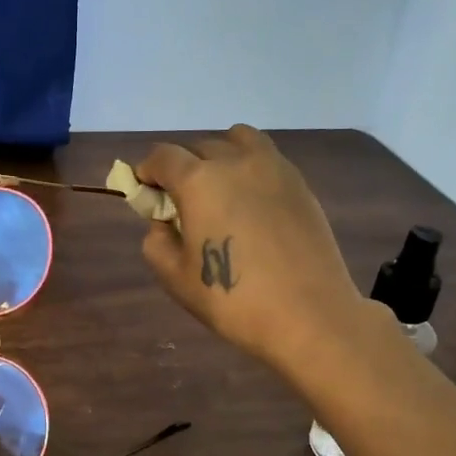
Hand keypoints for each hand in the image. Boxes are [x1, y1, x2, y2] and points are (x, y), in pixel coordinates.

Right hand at [138, 126, 365, 371]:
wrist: (308, 315)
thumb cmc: (233, 300)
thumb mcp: (175, 278)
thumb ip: (156, 241)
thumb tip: (164, 222)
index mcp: (198, 181)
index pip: (162, 156)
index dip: (147, 171)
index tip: (146, 192)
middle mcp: (235, 161)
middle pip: (198, 146)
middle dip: (182, 167)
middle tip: (181, 203)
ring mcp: (273, 168)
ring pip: (237, 140)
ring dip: (219, 156)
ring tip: (220, 190)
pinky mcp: (299, 183)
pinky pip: (265, 158)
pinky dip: (249, 168)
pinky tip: (251, 204)